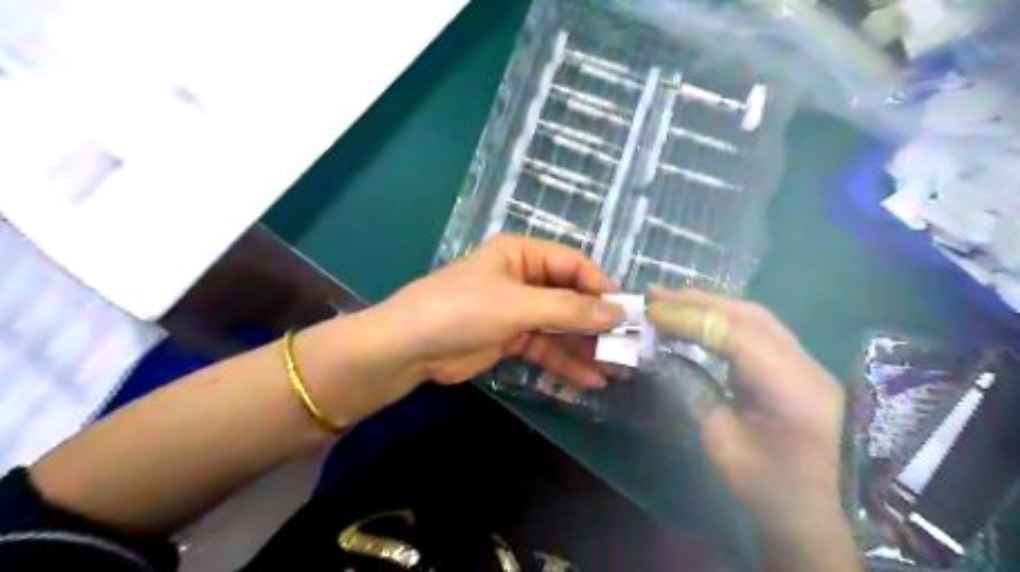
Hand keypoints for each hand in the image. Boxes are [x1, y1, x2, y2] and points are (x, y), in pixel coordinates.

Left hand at [364, 233, 622, 387]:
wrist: (408, 348)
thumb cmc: (462, 311)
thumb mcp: (517, 305)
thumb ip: (569, 308)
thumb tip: (617, 312)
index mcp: (522, 254)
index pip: (573, 264)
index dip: (601, 287)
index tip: (627, 312)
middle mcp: (522, 278)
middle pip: (569, 297)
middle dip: (596, 322)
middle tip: (628, 345)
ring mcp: (516, 310)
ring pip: (559, 326)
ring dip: (585, 346)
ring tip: (616, 368)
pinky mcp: (509, 338)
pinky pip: (544, 347)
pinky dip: (564, 362)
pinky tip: (589, 380)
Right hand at [648, 290, 850, 536]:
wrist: (821, 516)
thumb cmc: (772, 491)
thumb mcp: (724, 446)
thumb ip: (697, 393)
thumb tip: (668, 356)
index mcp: (792, 391)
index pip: (737, 335)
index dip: (691, 318)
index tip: (651, 312)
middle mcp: (806, 366)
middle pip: (750, 316)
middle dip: (699, 301)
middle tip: (655, 295)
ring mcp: (805, 364)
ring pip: (756, 318)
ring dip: (710, 305)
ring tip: (671, 300)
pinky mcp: (796, 368)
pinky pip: (758, 330)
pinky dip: (723, 318)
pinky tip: (699, 319)